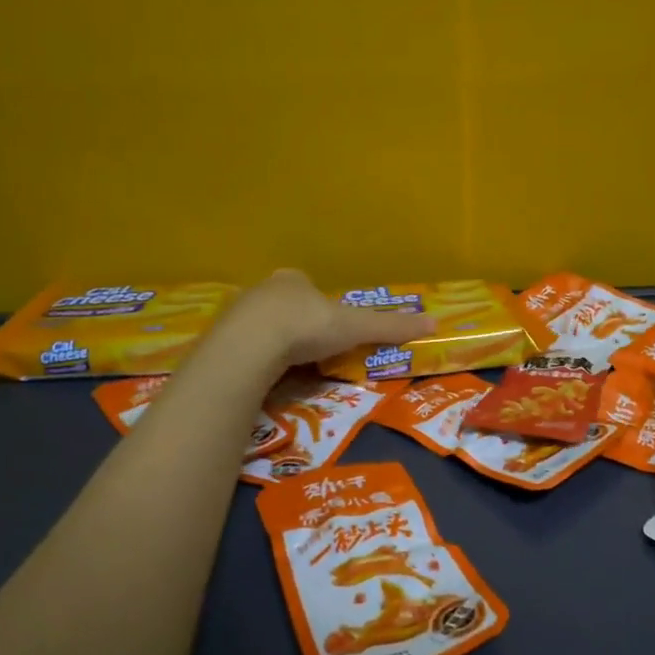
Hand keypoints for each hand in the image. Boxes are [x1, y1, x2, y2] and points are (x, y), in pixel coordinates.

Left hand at [222, 269, 433, 371]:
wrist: (250, 344)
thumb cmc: (307, 326)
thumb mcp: (356, 327)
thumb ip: (390, 326)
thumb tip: (435, 324)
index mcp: (294, 280)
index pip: (308, 287)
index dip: (319, 305)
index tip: (328, 326)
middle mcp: (264, 290)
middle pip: (283, 304)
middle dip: (295, 322)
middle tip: (308, 349)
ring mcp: (238, 313)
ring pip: (259, 325)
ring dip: (272, 341)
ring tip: (286, 367)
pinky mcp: (220, 338)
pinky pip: (241, 347)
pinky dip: (253, 358)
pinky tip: (262, 375)